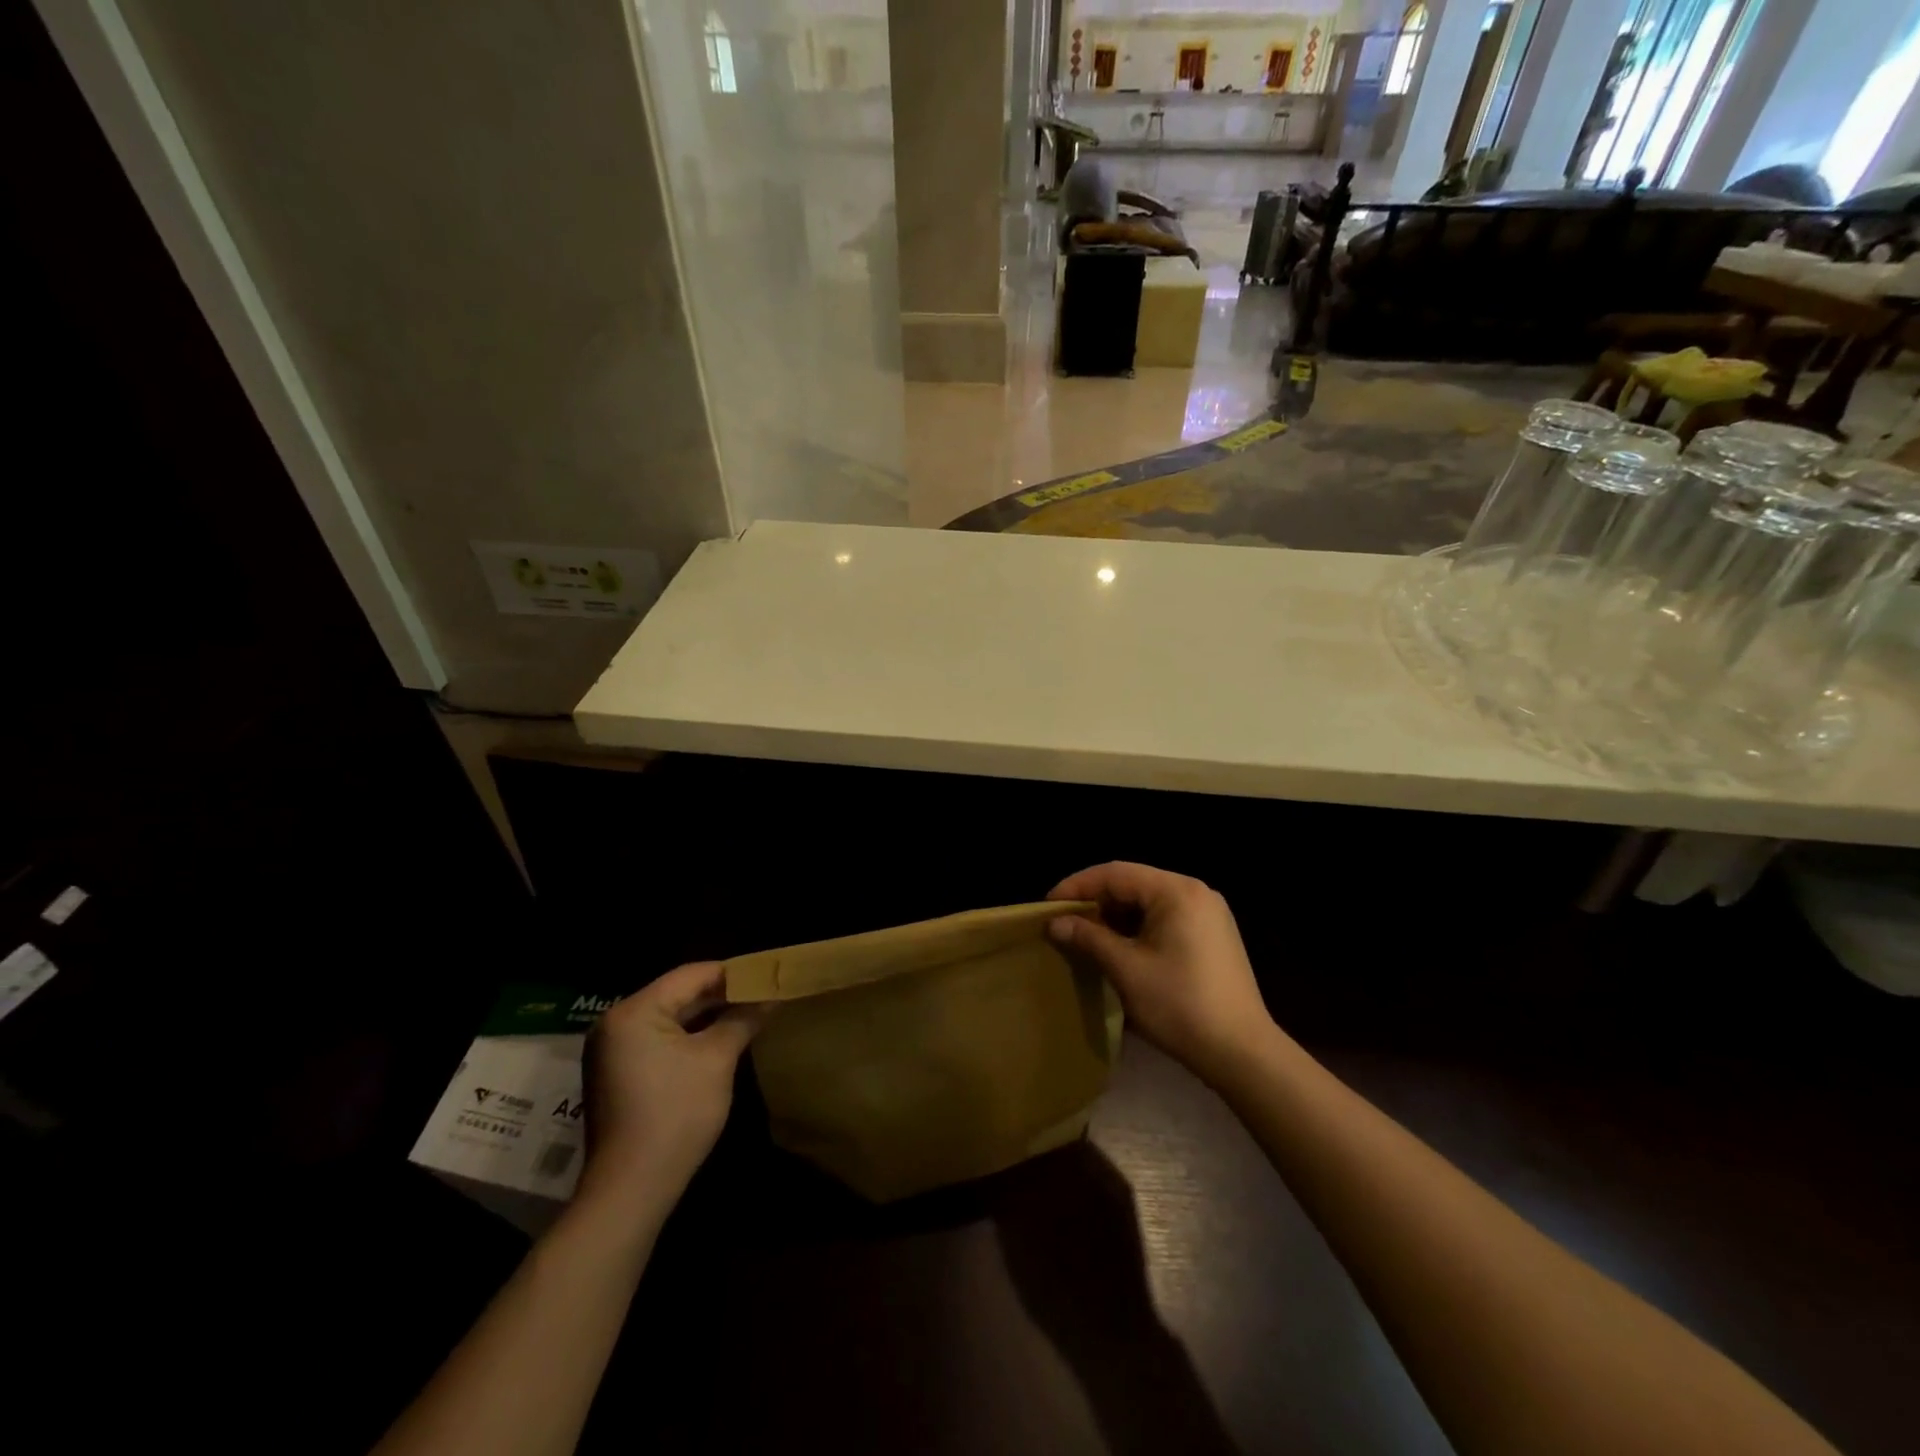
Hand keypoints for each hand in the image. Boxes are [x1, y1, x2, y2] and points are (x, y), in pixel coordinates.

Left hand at [578, 962, 765, 1209]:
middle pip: (679, 993)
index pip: (692, 974)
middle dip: (722, 995)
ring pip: (670, 1017)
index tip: (768, 976)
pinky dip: (689, 1036)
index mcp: (634, 1011)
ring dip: (708, 1016)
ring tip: (749, 1013)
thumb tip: (773, 996)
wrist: (630, 1190)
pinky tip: (720, 1040)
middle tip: (763, 994)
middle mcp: (616, 1023)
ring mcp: (612, 1050)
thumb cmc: (676, 1115)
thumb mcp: (717, 1060)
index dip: (733, 973)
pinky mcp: (618, 1073)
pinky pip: (659, 1039)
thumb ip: (743, 1019)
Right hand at [1048, 862, 1276, 1083]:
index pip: (1115, 873)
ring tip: (1086, 936)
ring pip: (1149, 901)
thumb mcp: (1126, 970)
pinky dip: (1138, 927)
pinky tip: (1120, 948)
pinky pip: (1166, 917)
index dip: (1077, 886)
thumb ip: (1088, 938)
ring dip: (1116, 915)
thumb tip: (1055, 923)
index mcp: (1176, 891)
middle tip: (1064, 922)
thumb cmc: (1180, 1006)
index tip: (1048, 906)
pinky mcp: (1213, 935)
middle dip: (1096, 901)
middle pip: (1133, 883)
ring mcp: (1209, 913)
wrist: (1242, 1053)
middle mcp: (1195, 892)